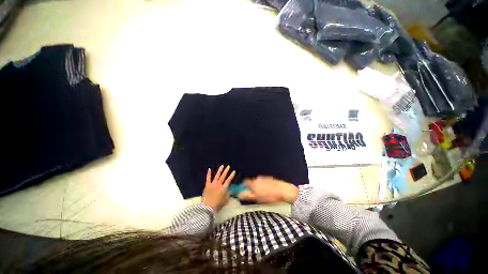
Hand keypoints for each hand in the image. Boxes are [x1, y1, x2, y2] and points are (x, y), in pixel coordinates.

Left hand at [202, 165, 235, 211]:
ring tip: (222, 166)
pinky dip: (208, 174)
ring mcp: (212, 184)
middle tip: (228, 166)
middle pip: (223, 176)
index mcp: (223, 188)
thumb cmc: (218, 205)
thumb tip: (231, 191)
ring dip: (220, 170)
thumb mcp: (226, 200)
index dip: (231, 175)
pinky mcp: (207, 185)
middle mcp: (219, 184)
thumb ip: (228, 194)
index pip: (228, 180)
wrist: (208, 207)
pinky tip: (209, 169)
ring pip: (217, 175)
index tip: (233, 171)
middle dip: (226, 171)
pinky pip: (208, 178)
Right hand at [239, 176, 298, 203]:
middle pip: (252, 181)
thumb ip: (247, 195)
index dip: (243, 186)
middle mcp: (258, 178)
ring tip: (263, 193)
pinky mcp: (270, 178)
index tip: (244, 190)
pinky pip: (264, 181)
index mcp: (254, 183)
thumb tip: (240, 194)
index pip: (245, 182)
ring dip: (258, 186)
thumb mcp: (257, 198)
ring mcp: (264, 178)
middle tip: (255, 194)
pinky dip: (264, 185)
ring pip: (258, 181)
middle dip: (252, 187)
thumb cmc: (269, 196)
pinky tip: (269, 190)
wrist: (283, 190)